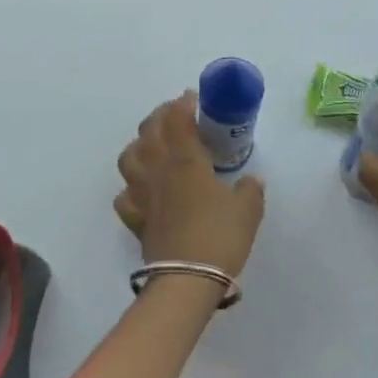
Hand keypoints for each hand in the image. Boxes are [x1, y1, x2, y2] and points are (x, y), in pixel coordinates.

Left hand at [114, 91, 265, 278]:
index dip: (183, 104)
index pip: (177, 120)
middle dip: (160, 116)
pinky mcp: (135, 217)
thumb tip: (252, 180)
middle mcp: (159, 170)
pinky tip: (142, 189)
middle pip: (149, 131)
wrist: (188, 278)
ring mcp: (142, 193)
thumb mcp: (248, 210)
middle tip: (175, 116)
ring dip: (139, 144)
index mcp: (186, 161)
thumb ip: (250, 189)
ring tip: (153, 146)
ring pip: (129, 157)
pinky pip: (125, 195)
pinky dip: (131, 187)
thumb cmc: (220, 237)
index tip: (192, 98)